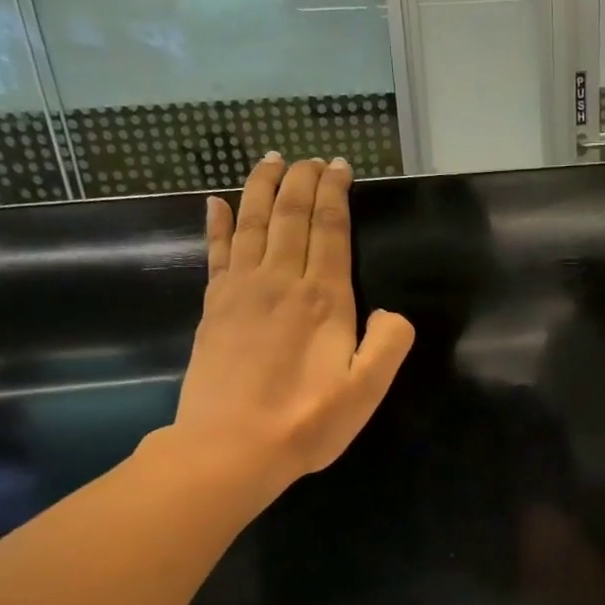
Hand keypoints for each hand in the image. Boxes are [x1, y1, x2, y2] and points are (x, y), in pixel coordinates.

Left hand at [163, 154, 413, 502]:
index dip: (335, 193)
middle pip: (290, 215)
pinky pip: (216, 252)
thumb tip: (391, 313)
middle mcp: (281, 281)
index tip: (339, 166)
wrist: (231, 447)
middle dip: (302, 179)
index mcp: (324, 299)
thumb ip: (389, 344)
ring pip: (253, 223)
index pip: (330, 229)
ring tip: (270, 160)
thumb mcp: (367, 390)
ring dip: (262, 187)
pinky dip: (218, 223)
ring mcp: (241, 291)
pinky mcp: (214, 308)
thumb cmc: (306, 422)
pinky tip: (216, 202)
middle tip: (310, 157)